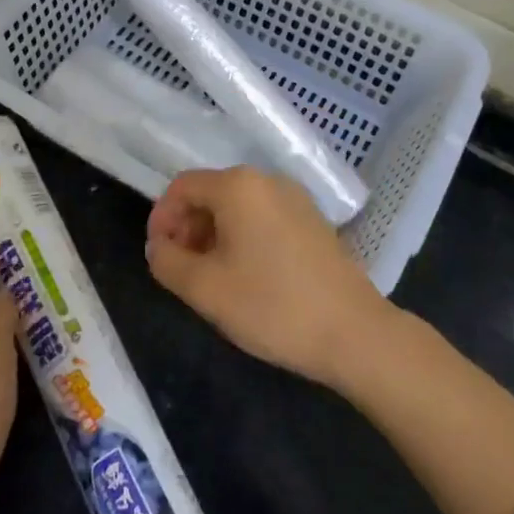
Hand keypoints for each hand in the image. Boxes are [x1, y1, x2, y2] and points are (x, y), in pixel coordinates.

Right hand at [145, 167, 395, 386]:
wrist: (355, 333)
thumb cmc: (272, 306)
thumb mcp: (204, 289)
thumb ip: (167, 262)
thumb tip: (158, 247)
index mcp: (238, 186)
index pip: (182, 187)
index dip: (161, 219)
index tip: (158, 257)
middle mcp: (267, 180)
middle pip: (210, 194)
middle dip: (187, 228)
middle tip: (182, 271)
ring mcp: (296, 199)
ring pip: (237, 208)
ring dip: (213, 236)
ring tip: (211, 279)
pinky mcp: (313, 221)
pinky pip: (263, 218)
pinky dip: (242, 239)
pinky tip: (246, 278)